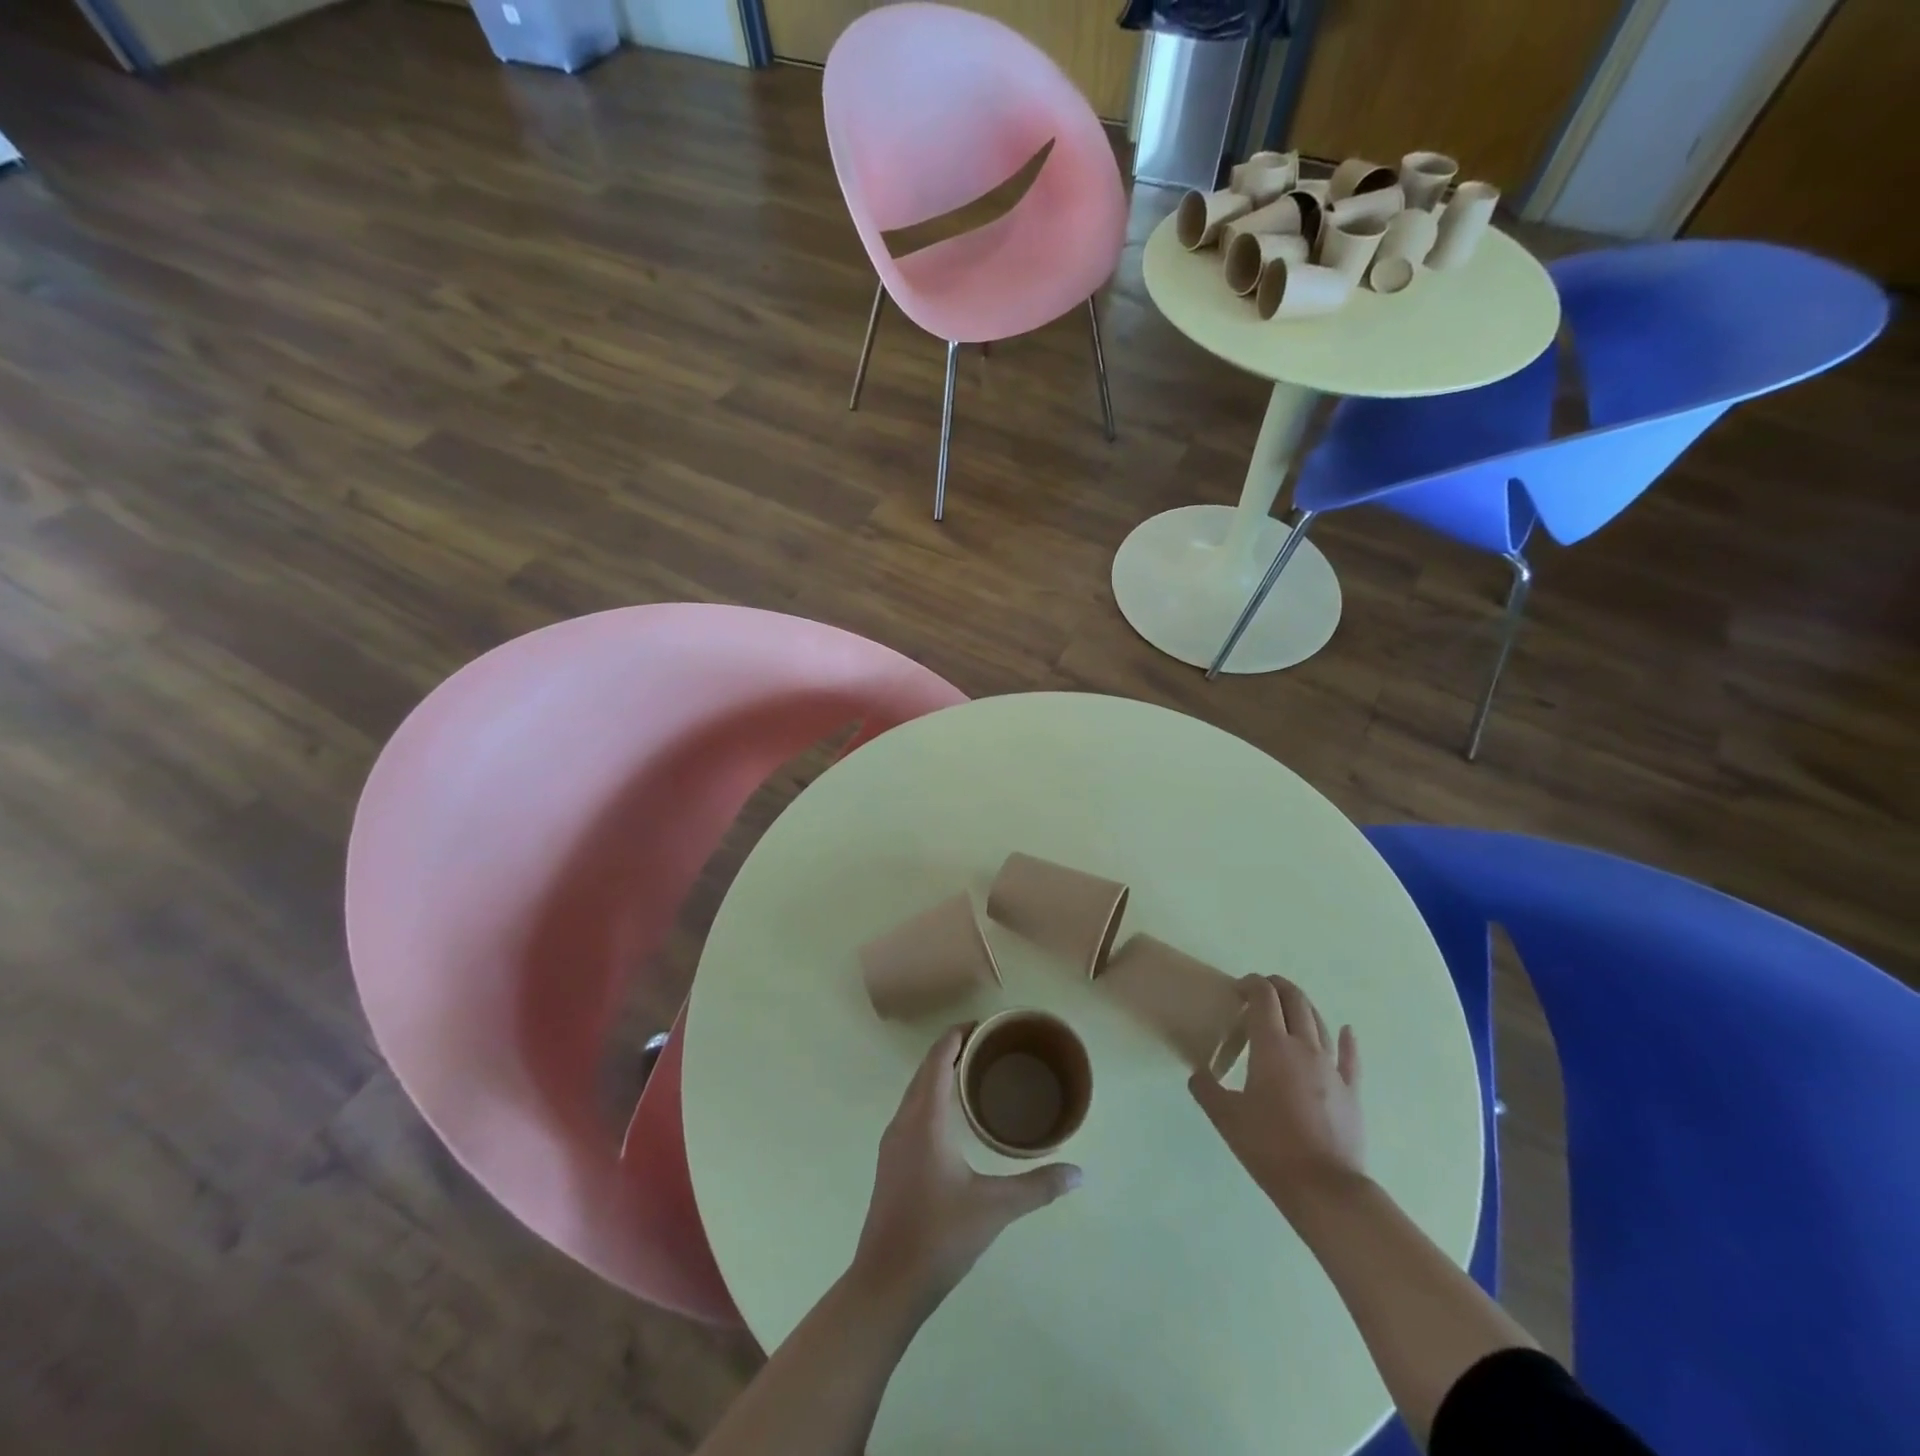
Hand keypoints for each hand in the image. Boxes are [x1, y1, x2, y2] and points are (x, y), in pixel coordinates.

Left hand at [850, 1026, 1081, 1316]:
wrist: (886, 1284)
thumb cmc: (939, 1237)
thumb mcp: (994, 1209)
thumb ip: (1037, 1187)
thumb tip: (1079, 1173)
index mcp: (925, 1119)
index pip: (939, 1058)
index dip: (958, 1034)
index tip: (986, 1025)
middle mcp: (904, 1121)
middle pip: (926, 1069)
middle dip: (953, 1049)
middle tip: (989, 1044)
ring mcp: (893, 1142)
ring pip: (916, 1090)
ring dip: (940, 1072)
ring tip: (974, 1072)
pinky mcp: (891, 1161)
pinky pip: (912, 1109)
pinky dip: (932, 1095)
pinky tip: (952, 1115)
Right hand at [1189, 975, 1364, 1215]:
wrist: (1325, 1188)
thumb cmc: (1269, 1147)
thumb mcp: (1226, 1118)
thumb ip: (1207, 1089)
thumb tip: (1197, 1073)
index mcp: (1272, 1047)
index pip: (1264, 998)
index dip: (1252, 984)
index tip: (1238, 987)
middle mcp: (1304, 1047)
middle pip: (1295, 1001)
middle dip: (1278, 987)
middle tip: (1261, 989)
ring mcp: (1332, 1068)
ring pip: (1320, 1022)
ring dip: (1303, 1006)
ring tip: (1290, 1004)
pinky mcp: (1351, 1091)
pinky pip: (1350, 1057)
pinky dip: (1347, 1040)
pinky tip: (1347, 1031)